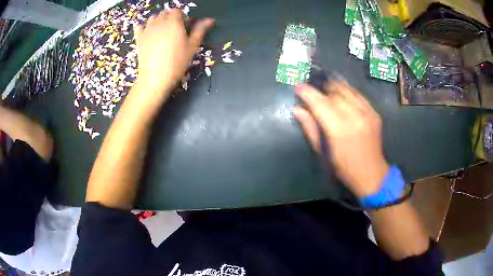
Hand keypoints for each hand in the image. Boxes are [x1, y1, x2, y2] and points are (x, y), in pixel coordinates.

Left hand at [133, 9, 213, 99]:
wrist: (155, 78)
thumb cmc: (177, 62)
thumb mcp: (192, 46)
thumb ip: (200, 30)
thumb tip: (211, 19)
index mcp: (174, 22)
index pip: (177, 11)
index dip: (182, 16)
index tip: (184, 26)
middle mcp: (159, 22)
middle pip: (165, 13)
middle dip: (170, 17)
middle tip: (175, 30)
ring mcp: (147, 30)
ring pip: (153, 17)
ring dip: (158, 20)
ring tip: (162, 31)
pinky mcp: (139, 38)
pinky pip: (139, 26)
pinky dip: (144, 26)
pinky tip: (148, 32)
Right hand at [294, 81, 388, 197]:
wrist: (371, 173)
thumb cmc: (343, 167)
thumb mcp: (323, 151)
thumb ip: (310, 128)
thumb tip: (298, 109)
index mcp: (338, 129)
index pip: (320, 103)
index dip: (307, 92)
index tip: (298, 86)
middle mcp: (354, 116)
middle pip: (334, 93)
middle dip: (321, 90)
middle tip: (314, 93)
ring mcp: (367, 113)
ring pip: (347, 90)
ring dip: (334, 87)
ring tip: (327, 89)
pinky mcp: (374, 113)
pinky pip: (359, 94)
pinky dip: (348, 91)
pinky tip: (343, 94)